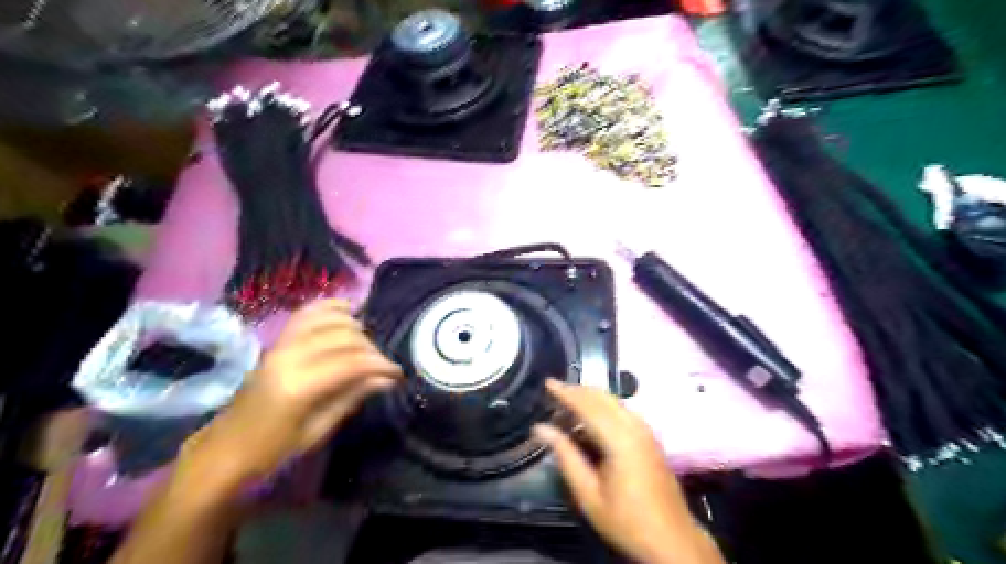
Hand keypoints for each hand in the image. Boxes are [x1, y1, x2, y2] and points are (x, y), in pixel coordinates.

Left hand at [181, 299, 401, 493]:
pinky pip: (306, 314)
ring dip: (354, 327)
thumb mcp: (318, 431)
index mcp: (299, 385)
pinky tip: (347, 309)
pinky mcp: (275, 342)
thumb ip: (352, 397)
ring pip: (328, 320)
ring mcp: (279, 345)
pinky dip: (329, 308)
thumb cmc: (272, 451)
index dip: (380, 364)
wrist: (225, 450)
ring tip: (368, 343)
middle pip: (343, 338)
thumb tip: (386, 379)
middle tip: (382, 365)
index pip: (352, 363)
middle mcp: (289, 357)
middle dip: (370, 348)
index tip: (397, 373)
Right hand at [534, 379, 723, 562]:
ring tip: (568, 401)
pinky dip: (603, 406)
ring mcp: (646, 430)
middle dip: (578, 390)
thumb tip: (541, 428)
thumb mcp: (588, 494)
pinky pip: (623, 410)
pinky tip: (591, 416)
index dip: (566, 392)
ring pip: (614, 401)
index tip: (547, 382)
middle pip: (603, 397)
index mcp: (620, 440)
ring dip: (591, 396)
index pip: (588, 406)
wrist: (672, 540)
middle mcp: (635, 427)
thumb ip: (565, 456)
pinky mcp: (650, 437)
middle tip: (554, 390)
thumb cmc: (626, 520)